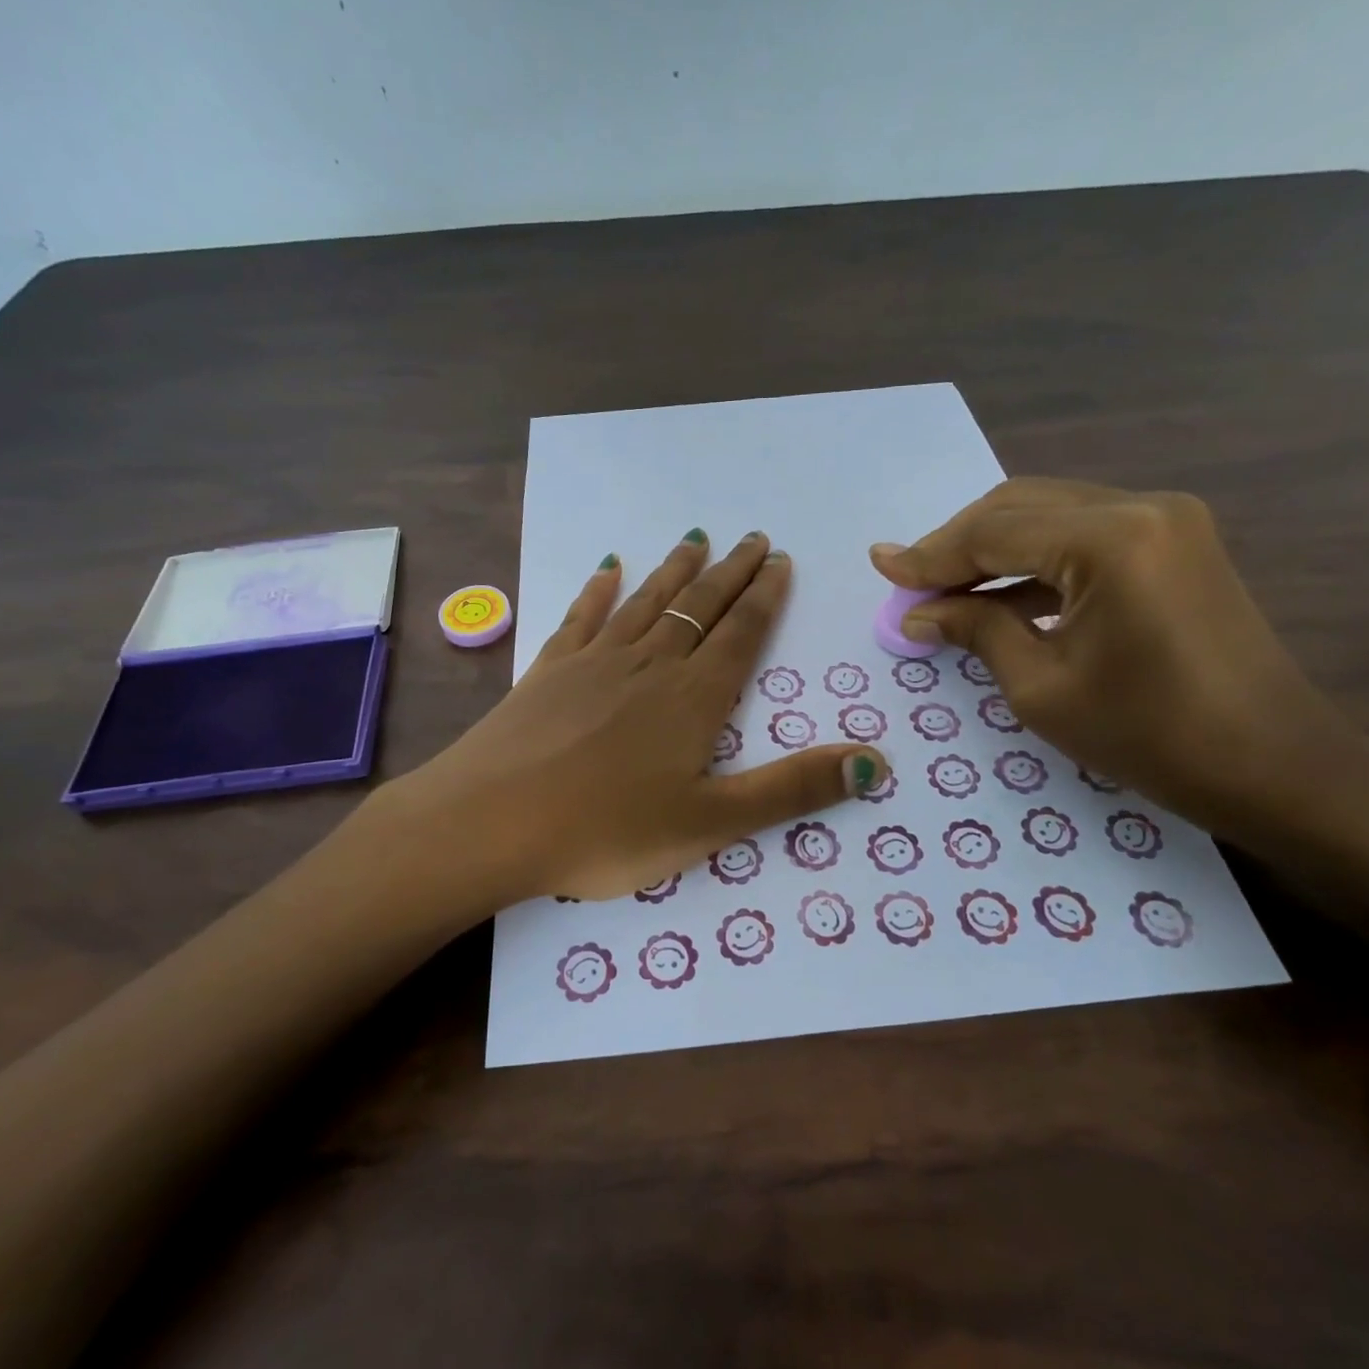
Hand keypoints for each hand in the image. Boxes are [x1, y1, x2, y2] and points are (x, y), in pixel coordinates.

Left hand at [390, 530, 887, 903]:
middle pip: (699, 606)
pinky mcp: (549, 669)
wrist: (492, 822)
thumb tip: (876, 763)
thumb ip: (792, 791)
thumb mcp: (712, 823)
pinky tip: (608, 568)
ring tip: (697, 538)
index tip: (779, 561)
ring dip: (675, 569)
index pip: (740, 634)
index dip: (764, 597)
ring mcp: (594, 661)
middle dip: (730, 572)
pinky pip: (582, 616)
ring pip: (647, 601)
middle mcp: (650, 665)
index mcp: (693, 699)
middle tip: (753, 538)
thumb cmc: (607, 830)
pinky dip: (599, 590)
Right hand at [872, 479, 1356, 831]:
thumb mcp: (1041, 687)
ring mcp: (1165, 519)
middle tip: (908, 582)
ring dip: (992, 549)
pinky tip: (998, 594)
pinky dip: (1033, 560)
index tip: (879, 564)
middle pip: (1018, 507)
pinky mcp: (1174, 541)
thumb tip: (917, 612)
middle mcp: (1139, 508)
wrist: (1273, 765)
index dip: (929, 554)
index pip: (993, 533)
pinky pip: (1081, 535)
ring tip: (942, 589)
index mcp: (1109, 540)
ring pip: (1048, 514)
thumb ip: (975, 630)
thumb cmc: (1149, 736)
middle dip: (956, 545)